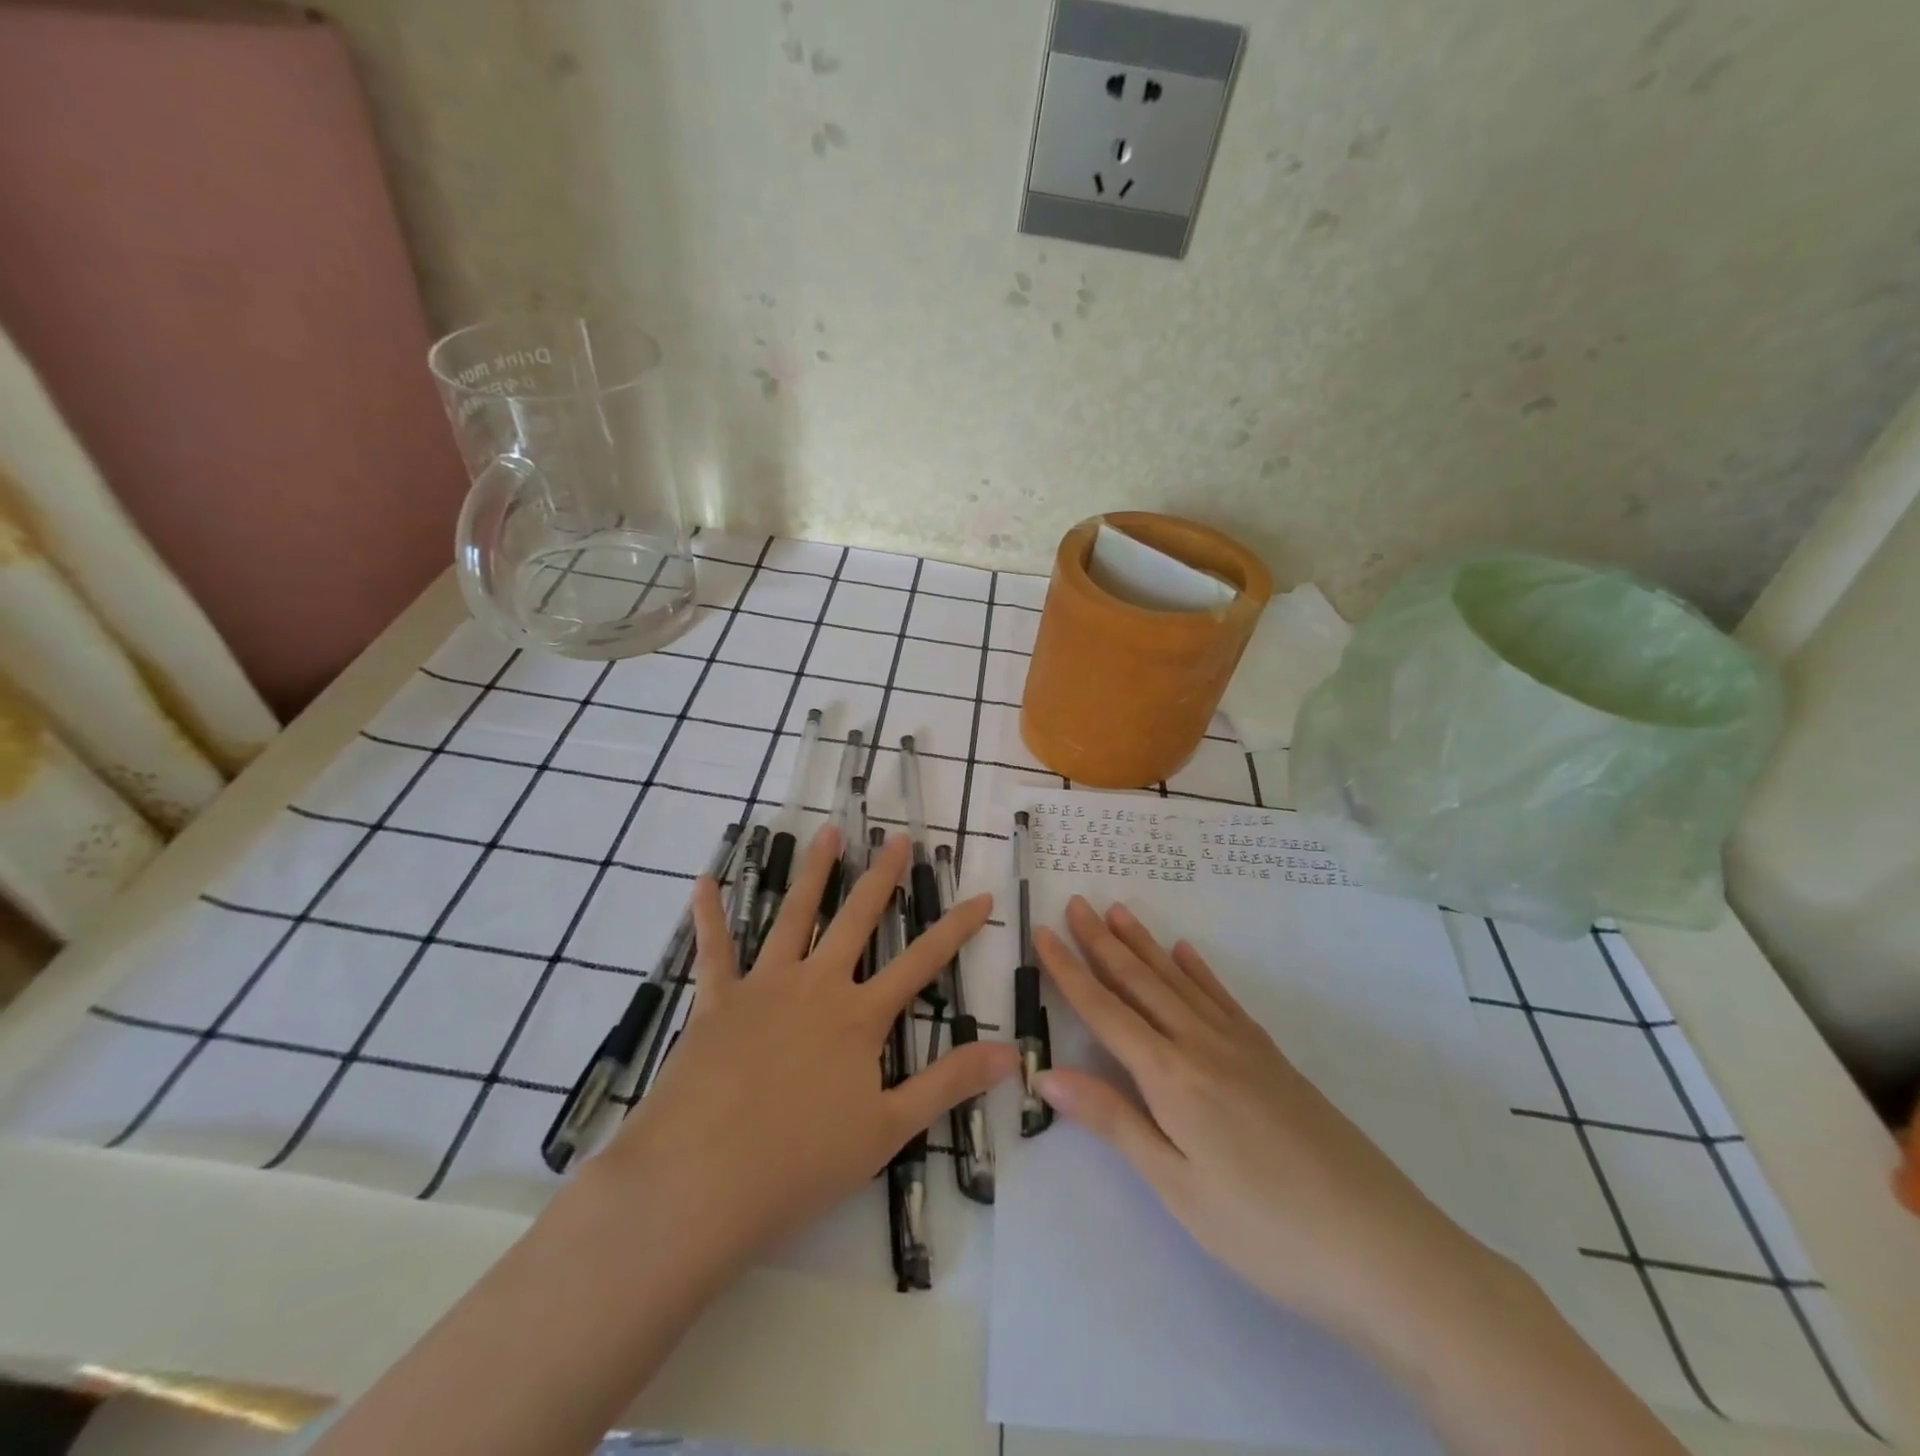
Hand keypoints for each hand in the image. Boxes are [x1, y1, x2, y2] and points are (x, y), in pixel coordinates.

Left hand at [589, 824, 1018, 1287]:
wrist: (699, 1184)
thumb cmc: (800, 1163)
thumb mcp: (888, 1130)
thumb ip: (949, 1084)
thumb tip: (1012, 1052)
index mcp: (859, 1016)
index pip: (922, 962)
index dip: (956, 929)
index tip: (982, 897)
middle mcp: (816, 986)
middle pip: (857, 919)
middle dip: (882, 877)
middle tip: (897, 839)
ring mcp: (764, 987)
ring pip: (794, 915)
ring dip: (813, 872)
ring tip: (827, 833)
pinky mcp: (716, 1001)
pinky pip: (714, 950)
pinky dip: (709, 915)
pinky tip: (705, 882)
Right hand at [1033, 896, 1495, 1343]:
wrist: (1384, 1248)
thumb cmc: (1265, 1230)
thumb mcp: (1178, 1187)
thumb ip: (1114, 1121)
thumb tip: (1048, 1073)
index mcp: (1171, 1076)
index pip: (1105, 1011)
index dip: (1070, 971)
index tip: (1043, 932)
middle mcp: (1202, 1045)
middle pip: (1141, 983)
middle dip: (1102, 942)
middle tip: (1076, 902)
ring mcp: (1242, 1046)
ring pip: (1179, 982)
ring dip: (1145, 945)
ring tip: (1120, 911)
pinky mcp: (1272, 1058)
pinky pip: (1223, 1000)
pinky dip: (1199, 972)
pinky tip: (1188, 954)